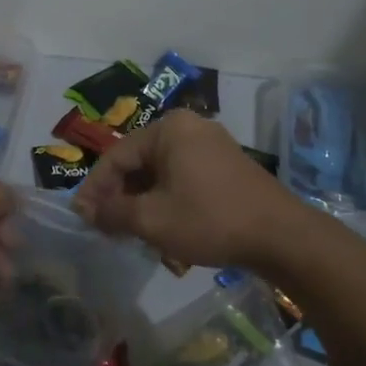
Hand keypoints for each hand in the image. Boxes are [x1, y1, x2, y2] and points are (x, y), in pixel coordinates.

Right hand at [73, 109, 296, 269]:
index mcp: (168, 129)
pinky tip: (164, 231)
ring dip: (143, 204)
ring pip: (160, 175)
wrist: (282, 237)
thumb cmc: (210, 220)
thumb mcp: (151, 219)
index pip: (116, 157)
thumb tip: (87, 211)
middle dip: (120, 198)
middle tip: (107, 228)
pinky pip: (183, 179)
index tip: (82, 218)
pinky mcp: (226, 167)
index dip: (95, 189)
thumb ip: (112, 212)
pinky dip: (168, 202)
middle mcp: (189, 128)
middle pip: (139, 164)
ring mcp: (211, 146)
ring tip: (132, 234)